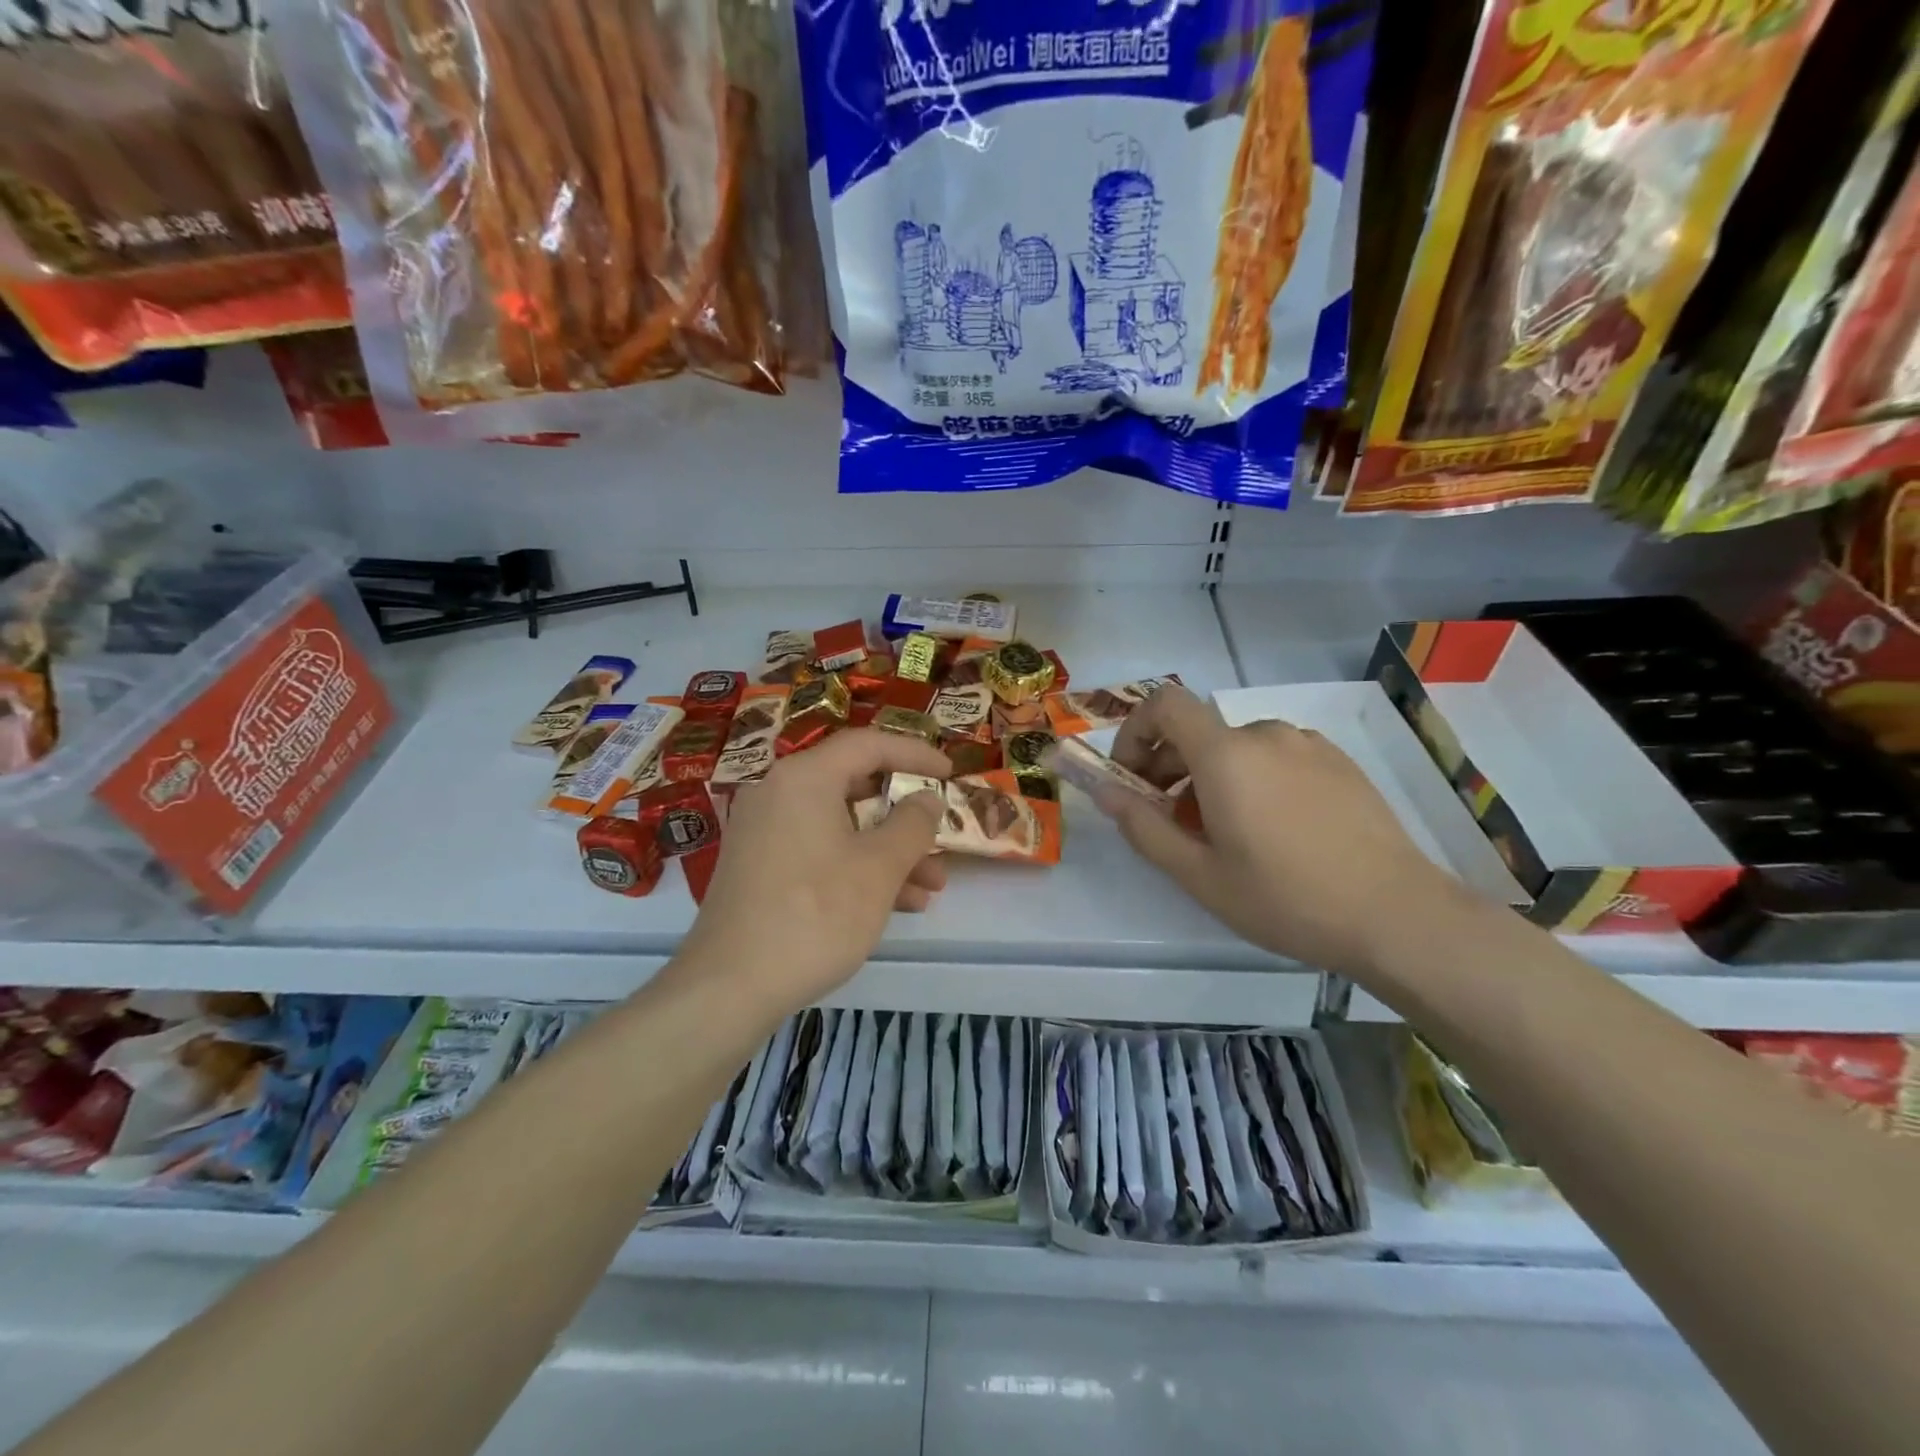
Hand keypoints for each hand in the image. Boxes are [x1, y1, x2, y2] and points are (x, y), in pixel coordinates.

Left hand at [674, 728, 951, 1011]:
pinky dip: (857, 867)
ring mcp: (764, 832)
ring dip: (888, 850)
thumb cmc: (815, 914)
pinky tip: (897, 904)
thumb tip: (927, 799)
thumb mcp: (879, 868)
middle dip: (905, 816)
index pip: (869, 744)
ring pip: (840, 826)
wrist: (729, 987)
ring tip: (932, 886)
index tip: (951, 773)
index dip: (916, 754)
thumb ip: (913, 824)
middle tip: (940, 835)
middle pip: (854, 786)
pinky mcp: (759, 868)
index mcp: (804, 778)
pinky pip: (819, 851)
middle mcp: (778, 793)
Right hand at [1109, 685, 1454, 976]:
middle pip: (1198, 731)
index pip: (1165, 704)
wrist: (1398, 916)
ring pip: (1237, 748)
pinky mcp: (1340, 762)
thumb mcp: (1199, 875)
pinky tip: (1273, 832)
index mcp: (1226, 754)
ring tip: (1225, 835)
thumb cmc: (1286, 898)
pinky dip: (1253, 779)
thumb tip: (1102, 790)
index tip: (1131, 777)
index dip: (1135, 731)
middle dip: (1169, 767)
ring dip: (1212, 778)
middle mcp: (1266, 734)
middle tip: (1171, 823)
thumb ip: (1142, 826)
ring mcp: (1309, 745)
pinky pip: (1276, 757)